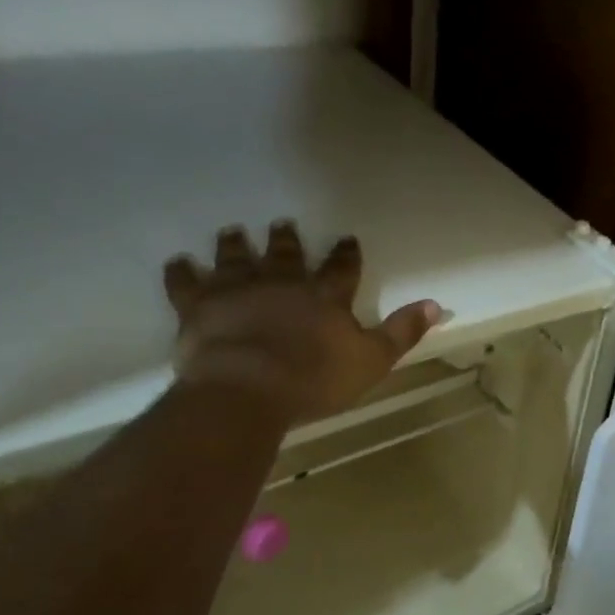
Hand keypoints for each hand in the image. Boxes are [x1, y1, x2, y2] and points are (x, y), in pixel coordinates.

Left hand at [163, 222, 439, 423]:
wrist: (249, 389)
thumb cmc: (316, 379)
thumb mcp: (372, 360)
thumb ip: (402, 331)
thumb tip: (436, 305)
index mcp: (324, 297)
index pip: (341, 268)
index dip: (346, 254)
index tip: (346, 239)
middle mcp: (282, 283)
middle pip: (286, 255)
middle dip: (286, 241)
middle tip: (282, 225)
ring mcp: (237, 290)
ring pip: (236, 258)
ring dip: (235, 244)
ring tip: (232, 231)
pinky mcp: (199, 306)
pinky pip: (186, 283)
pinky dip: (181, 272)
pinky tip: (177, 262)